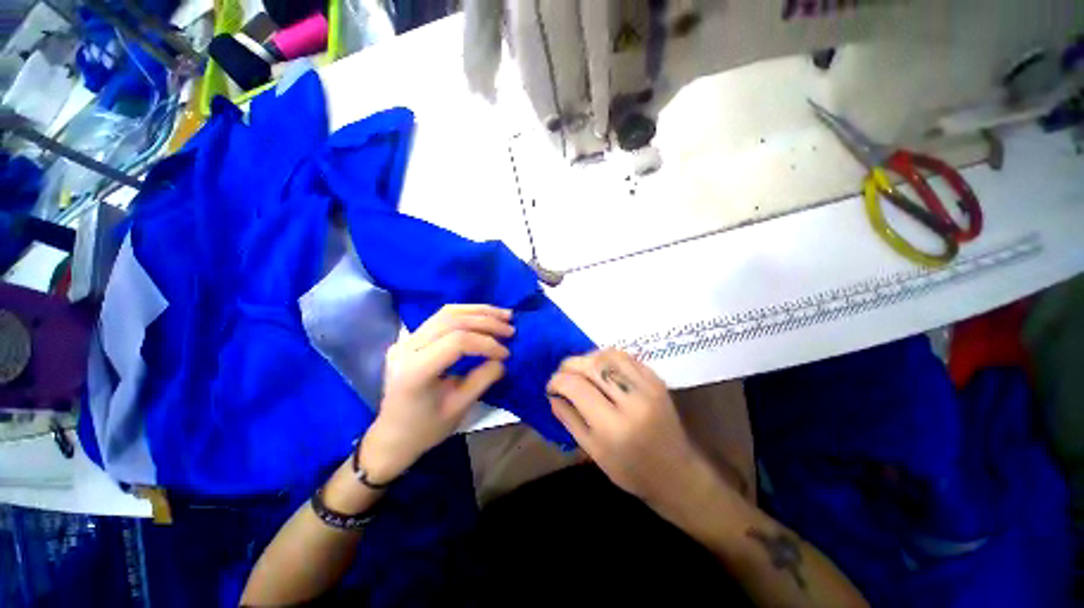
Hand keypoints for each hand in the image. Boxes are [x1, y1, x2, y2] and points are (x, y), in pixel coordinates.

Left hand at [360, 305, 512, 482]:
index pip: (457, 342)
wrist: (392, 436)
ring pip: (447, 312)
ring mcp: (405, 340)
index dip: (486, 343)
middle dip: (486, 321)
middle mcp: (407, 348)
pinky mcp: (410, 338)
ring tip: (503, 315)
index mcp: (415, 370)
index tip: (506, 354)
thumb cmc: (425, 429)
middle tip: (510, 329)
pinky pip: (441, 317)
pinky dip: (466, 313)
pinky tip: (483, 316)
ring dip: (478, 311)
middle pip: (452, 321)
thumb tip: (502, 359)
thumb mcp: (458, 408)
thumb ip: (482, 379)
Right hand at [546, 349, 707, 507]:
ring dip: (588, 358)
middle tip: (561, 375)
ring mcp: (648, 386)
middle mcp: (633, 401)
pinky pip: (626, 357)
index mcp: (614, 427)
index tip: (550, 387)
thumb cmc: (632, 471)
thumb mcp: (594, 452)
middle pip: (593, 365)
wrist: (677, 473)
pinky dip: (607, 357)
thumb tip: (553, 395)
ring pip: (609, 355)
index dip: (557, 381)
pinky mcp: (657, 380)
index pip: (577, 387)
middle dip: (569, 365)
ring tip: (580, 370)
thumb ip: (570, 420)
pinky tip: (601, 369)